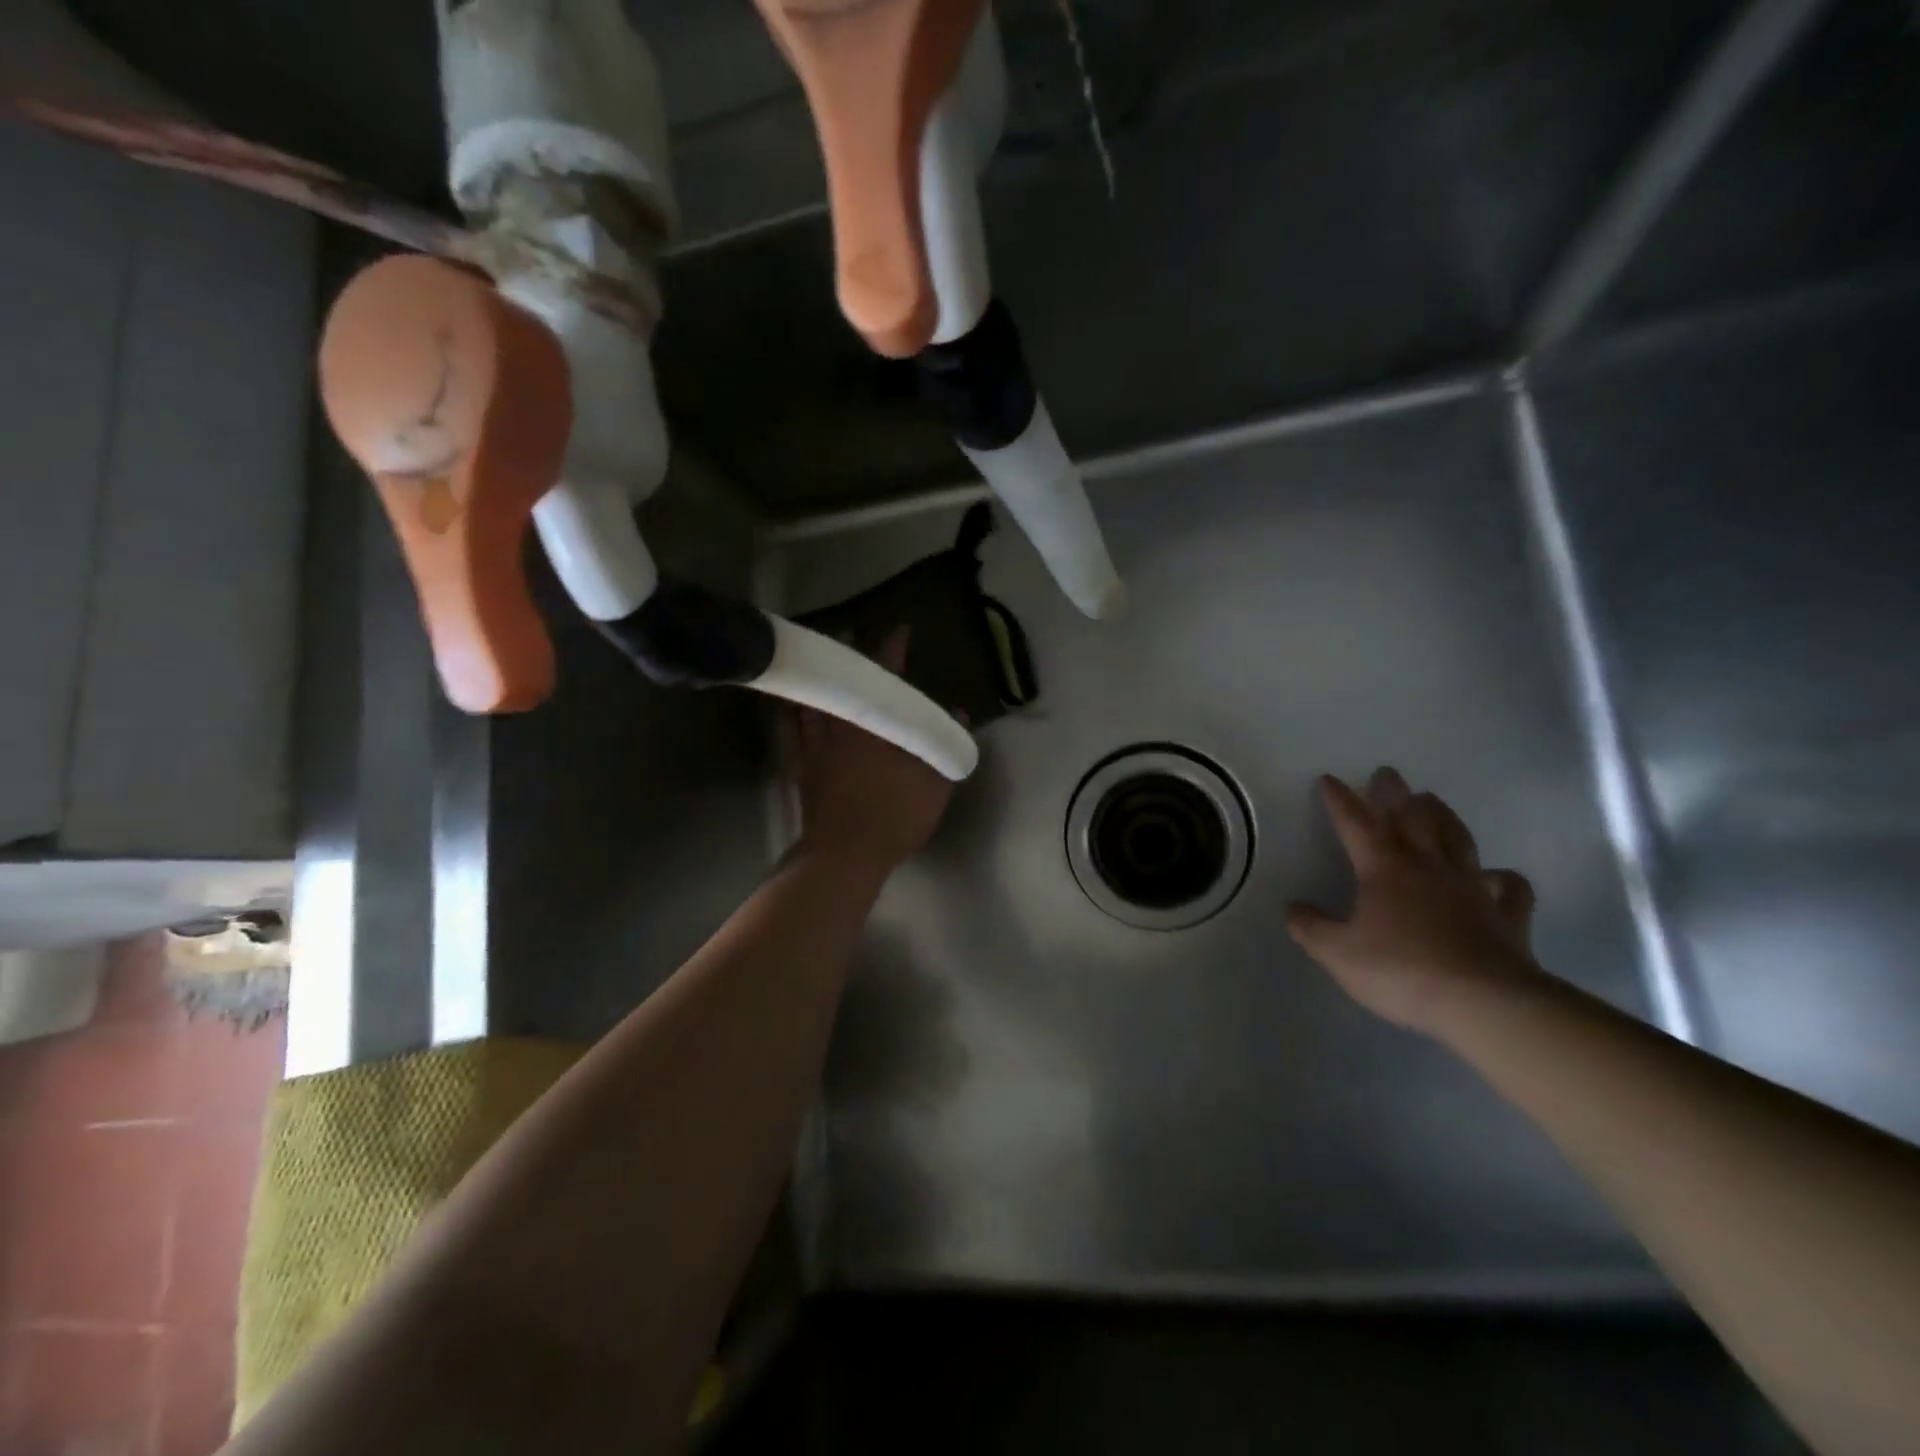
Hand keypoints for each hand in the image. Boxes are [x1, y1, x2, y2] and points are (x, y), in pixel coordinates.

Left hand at [782, 629, 958, 875]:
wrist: (845, 855)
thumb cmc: (895, 818)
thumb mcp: (935, 785)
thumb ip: (944, 744)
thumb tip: (958, 712)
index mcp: (877, 729)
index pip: (885, 679)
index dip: (892, 651)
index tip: (900, 630)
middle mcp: (843, 729)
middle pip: (841, 684)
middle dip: (848, 659)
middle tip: (849, 639)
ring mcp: (817, 748)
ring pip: (813, 702)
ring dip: (818, 680)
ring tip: (820, 664)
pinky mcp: (801, 768)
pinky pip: (790, 732)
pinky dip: (790, 714)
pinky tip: (790, 706)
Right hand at [1288, 768, 1540, 1033]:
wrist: (1483, 1003)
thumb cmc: (1401, 971)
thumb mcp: (1337, 953)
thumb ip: (1311, 927)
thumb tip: (1293, 907)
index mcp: (1384, 870)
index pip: (1356, 824)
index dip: (1341, 801)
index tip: (1329, 779)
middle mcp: (1428, 867)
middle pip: (1410, 819)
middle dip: (1393, 794)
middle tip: (1387, 773)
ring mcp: (1471, 888)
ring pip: (1457, 839)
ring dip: (1442, 815)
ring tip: (1431, 799)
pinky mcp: (1506, 915)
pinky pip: (1508, 887)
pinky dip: (1502, 877)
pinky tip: (1497, 875)